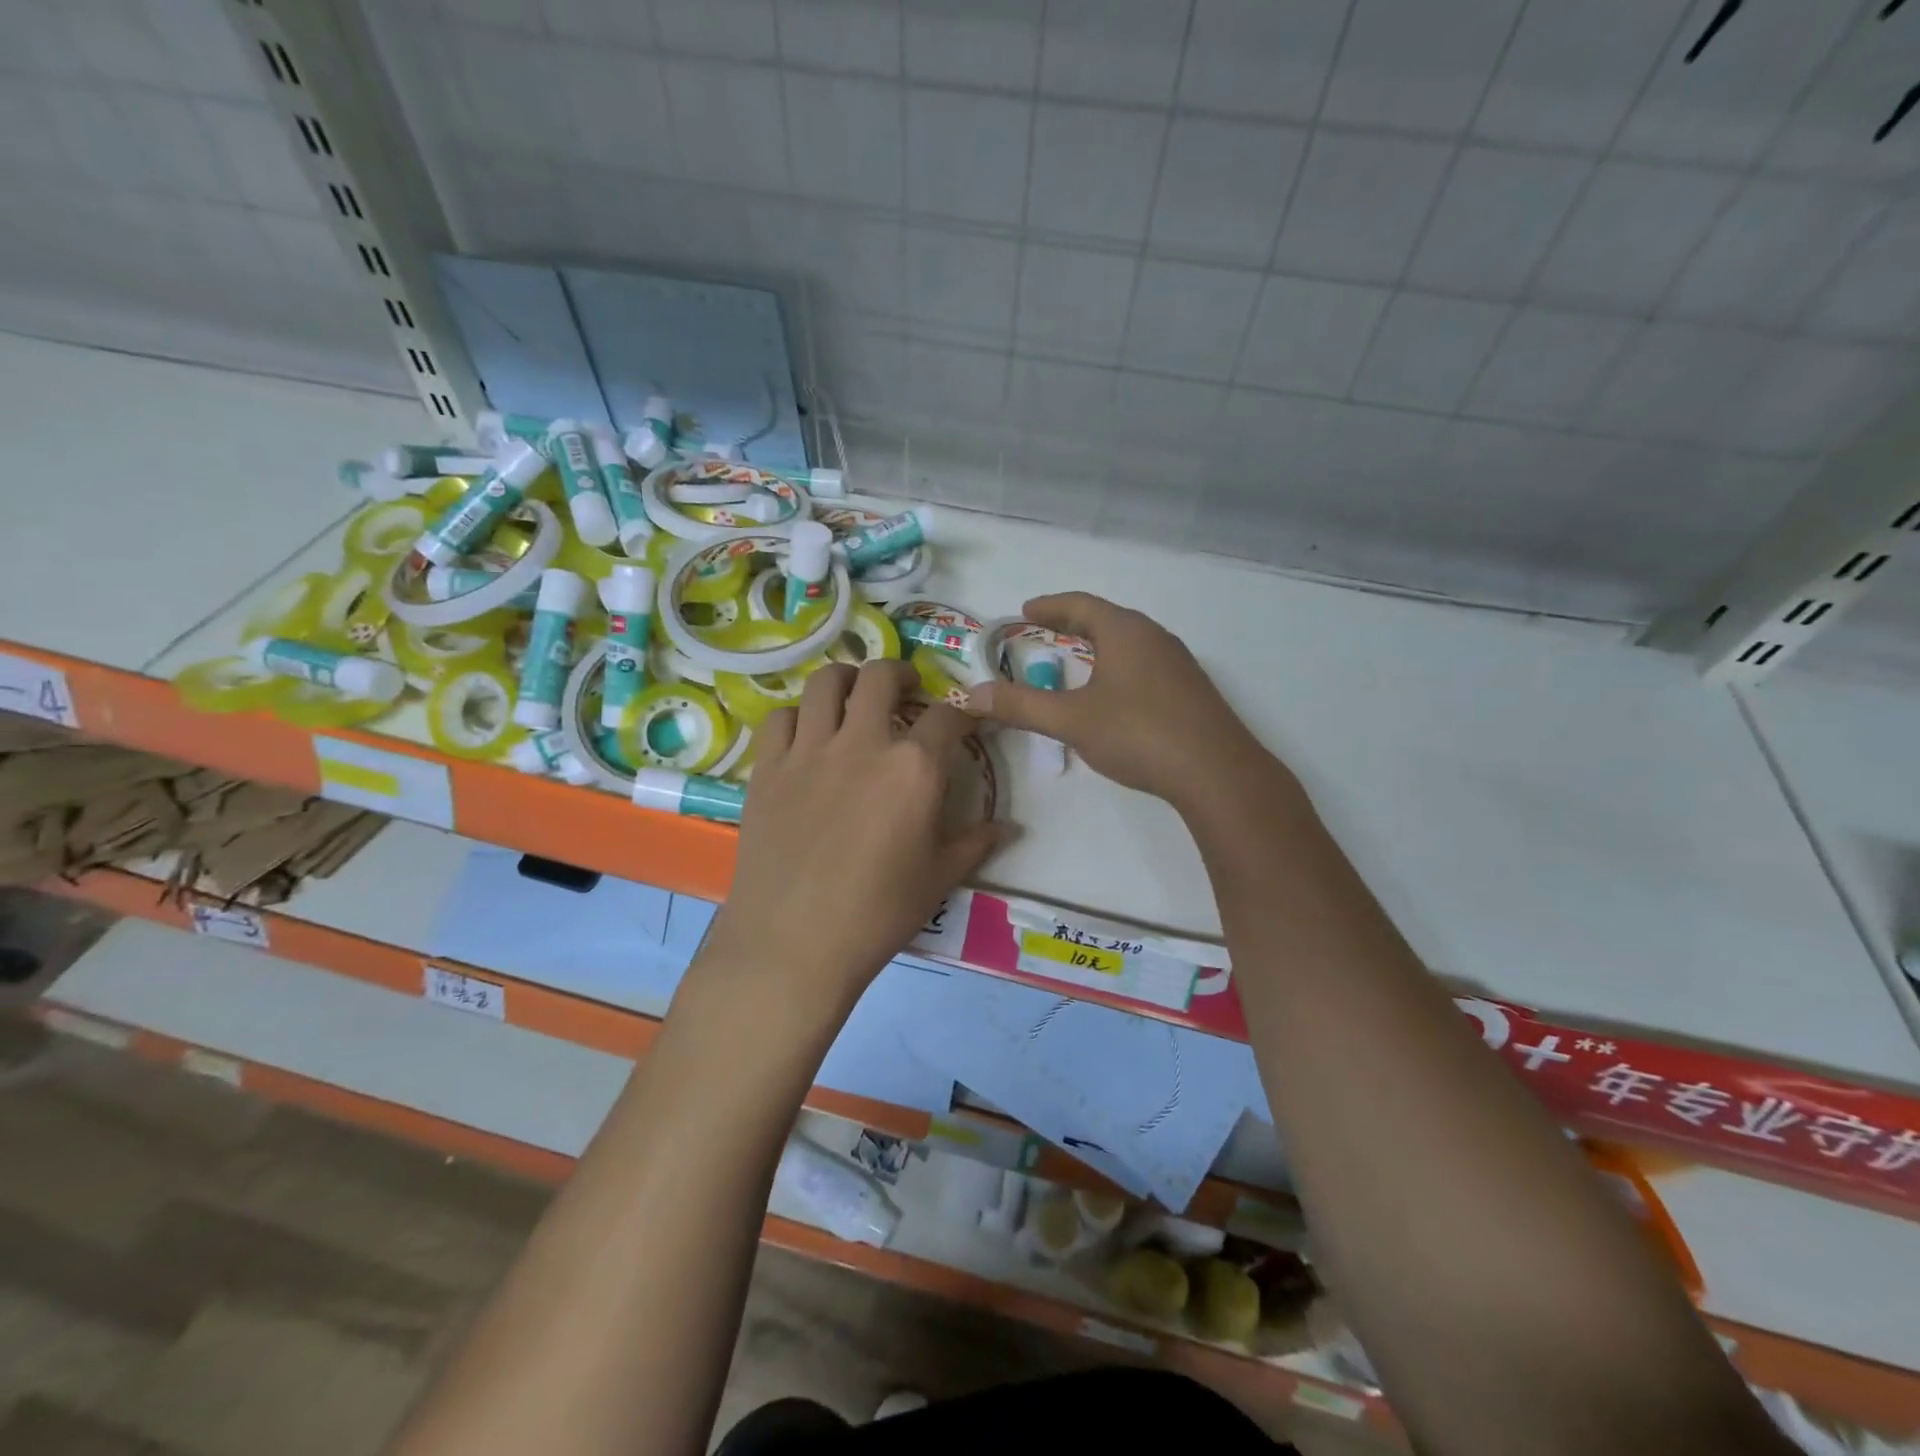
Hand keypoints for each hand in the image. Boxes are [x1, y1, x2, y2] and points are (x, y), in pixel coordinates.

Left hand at [702, 661, 1003, 1011]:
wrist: (794, 942)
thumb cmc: (878, 914)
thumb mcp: (938, 878)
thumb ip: (974, 843)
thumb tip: (1008, 827)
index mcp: (914, 768)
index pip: (947, 716)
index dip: (961, 714)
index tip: (963, 722)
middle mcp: (863, 743)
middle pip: (881, 677)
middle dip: (900, 674)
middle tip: (906, 690)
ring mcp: (810, 750)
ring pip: (826, 683)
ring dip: (847, 680)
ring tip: (855, 698)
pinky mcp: (768, 767)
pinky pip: (782, 717)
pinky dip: (799, 716)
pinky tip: (808, 736)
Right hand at [963, 593, 1277, 812]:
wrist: (1216, 772)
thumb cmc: (1138, 733)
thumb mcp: (1071, 720)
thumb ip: (1021, 705)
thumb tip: (972, 693)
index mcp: (1125, 631)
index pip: (1081, 604)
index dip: (1050, 605)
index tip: (1026, 610)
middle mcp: (1155, 637)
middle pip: (1108, 620)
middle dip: (1075, 623)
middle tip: (1048, 631)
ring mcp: (1179, 663)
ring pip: (1130, 643)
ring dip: (1100, 647)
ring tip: (1077, 661)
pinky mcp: (1191, 691)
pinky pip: (1146, 665)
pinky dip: (1119, 668)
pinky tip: (1115, 694)